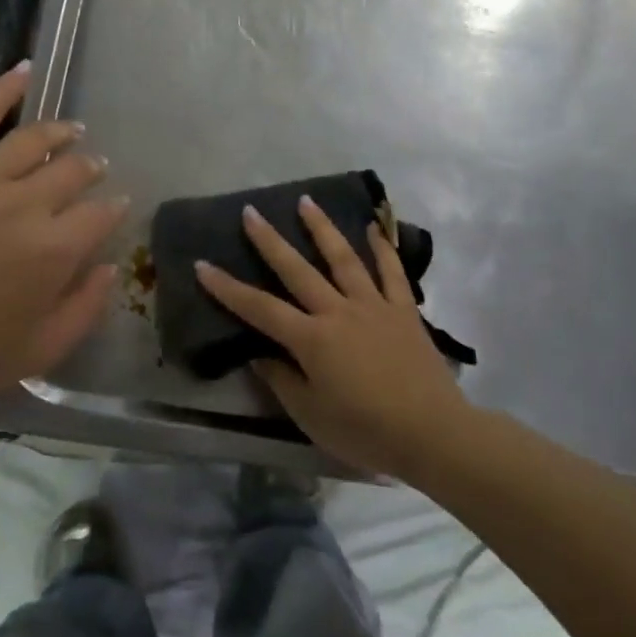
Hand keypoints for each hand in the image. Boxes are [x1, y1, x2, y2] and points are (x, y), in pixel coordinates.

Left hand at [0, 63, 126, 416]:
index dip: (113, 208)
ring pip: (33, 140)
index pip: (100, 214)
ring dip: (61, 132)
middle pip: (72, 170)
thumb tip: (112, 267)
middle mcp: (24, 205)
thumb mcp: (41, 350)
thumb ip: (87, 308)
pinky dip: (2, 91)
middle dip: (91, 168)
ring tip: (73, 130)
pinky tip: (24, 72)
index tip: (116, 205)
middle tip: (94, 168)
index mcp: (54, 251)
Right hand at [195, 197, 474, 482]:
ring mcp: (373, 306)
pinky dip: (382, 248)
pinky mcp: (404, 311)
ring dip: (322, 228)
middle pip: (297, 270)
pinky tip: (373, 228)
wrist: (432, 434)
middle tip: (251, 212)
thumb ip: (282, 381)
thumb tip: (260, 355)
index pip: (259, 308)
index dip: (227, 288)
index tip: (203, 264)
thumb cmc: (365, 431)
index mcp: (311, 339)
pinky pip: (392, 272)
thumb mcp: (311, 416)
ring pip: (343, 259)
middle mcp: (338, 312)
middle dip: (270, 241)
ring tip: (306, 202)